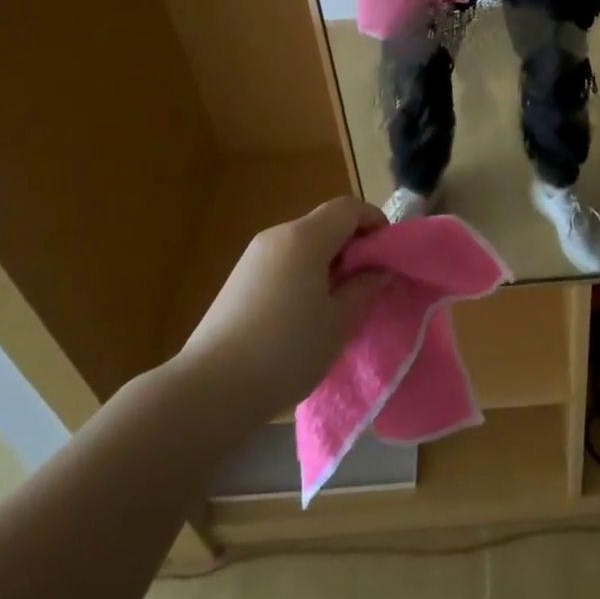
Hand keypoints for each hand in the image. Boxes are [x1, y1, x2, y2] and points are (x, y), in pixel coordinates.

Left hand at [181, 198, 389, 418]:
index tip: (389, 254)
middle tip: (369, 282)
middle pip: (325, 223)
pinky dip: (305, 273)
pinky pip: (284, 262)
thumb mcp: (339, 323)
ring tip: (340, 302)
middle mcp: (277, 236)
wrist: (210, 390)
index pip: (348, 208)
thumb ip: (365, 288)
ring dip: (329, 261)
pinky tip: (305, 313)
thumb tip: (378, 269)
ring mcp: (253, 257)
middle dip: (353, 245)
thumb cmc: (286, 351)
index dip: (375, 222)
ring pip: (304, 244)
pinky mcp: (238, 280)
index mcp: (304, 238)